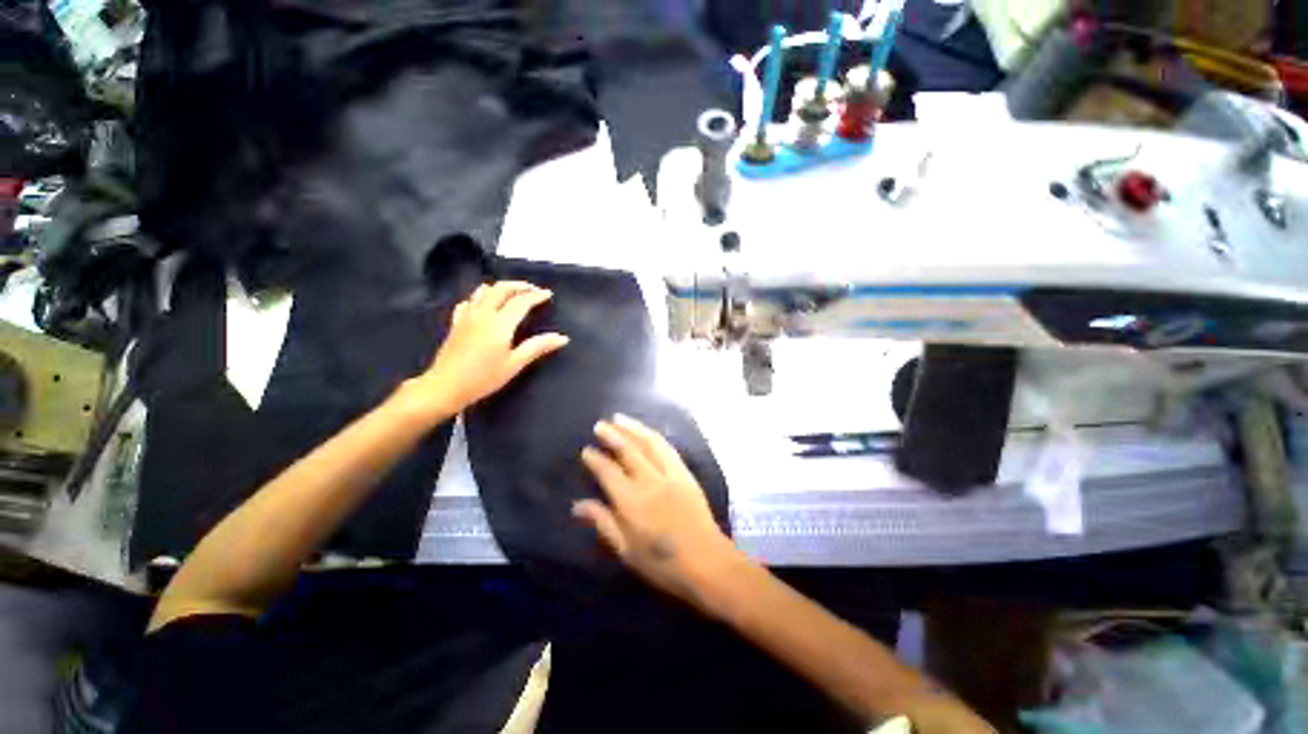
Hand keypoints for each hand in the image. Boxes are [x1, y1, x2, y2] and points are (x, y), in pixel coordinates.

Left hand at [405, 281, 568, 419]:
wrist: (445, 386)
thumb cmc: (484, 377)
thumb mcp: (515, 364)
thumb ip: (537, 347)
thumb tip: (561, 338)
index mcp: (500, 323)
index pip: (521, 301)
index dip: (536, 296)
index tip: (547, 294)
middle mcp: (483, 314)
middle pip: (501, 289)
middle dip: (519, 286)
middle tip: (532, 289)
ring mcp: (467, 316)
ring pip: (483, 291)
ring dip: (500, 287)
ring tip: (512, 291)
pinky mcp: (456, 322)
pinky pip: (468, 301)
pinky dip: (480, 296)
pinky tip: (483, 303)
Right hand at [576, 415, 738, 606]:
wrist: (707, 561)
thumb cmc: (662, 563)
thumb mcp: (626, 550)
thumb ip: (603, 522)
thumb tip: (578, 505)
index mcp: (631, 502)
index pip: (609, 472)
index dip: (596, 459)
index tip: (586, 450)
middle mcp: (650, 481)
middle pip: (628, 450)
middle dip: (612, 435)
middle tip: (600, 424)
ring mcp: (670, 474)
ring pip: (649, 443)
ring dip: (633, 428)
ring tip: (620, 418)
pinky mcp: (685, 473)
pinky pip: (668, 448)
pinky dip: (654, 436)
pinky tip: (647, 432)